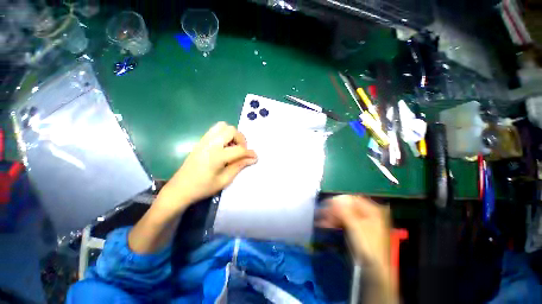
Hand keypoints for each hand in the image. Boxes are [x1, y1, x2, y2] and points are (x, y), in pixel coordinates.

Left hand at [157, 122, 256, 213]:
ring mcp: (204, 140)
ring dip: (232, 134)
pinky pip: (215, 129)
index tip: (255, 157)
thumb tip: (253, 158)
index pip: (239, 149)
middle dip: (241, 139)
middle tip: (241, 151)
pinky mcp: (200, 141)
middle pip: (231, 130)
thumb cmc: (203, 187)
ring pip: (222, 126)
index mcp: (217, 156)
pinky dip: (224, 134)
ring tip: (233, 146)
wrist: (180, 189)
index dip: (250, 153)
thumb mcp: (224, 180)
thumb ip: (239, 166)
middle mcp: (211, 144)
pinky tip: (224, 146)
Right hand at [318, 195, 395, 301]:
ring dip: (332, 217)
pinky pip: (344, 222)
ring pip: (344, 215)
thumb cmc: (367, 246)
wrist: (374, 271)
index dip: (338, 200)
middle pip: (347, 207)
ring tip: (320, 221)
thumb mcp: (355, 226)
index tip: (326, 204)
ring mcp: (362, 223)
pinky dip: (334, 223)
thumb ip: (344, 210)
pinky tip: (324, 225)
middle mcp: (368, 214)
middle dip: (333, 210)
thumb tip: (333, 199)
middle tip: (321, 213)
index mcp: (372, 210)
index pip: (352, 199)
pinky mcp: (357, 231)